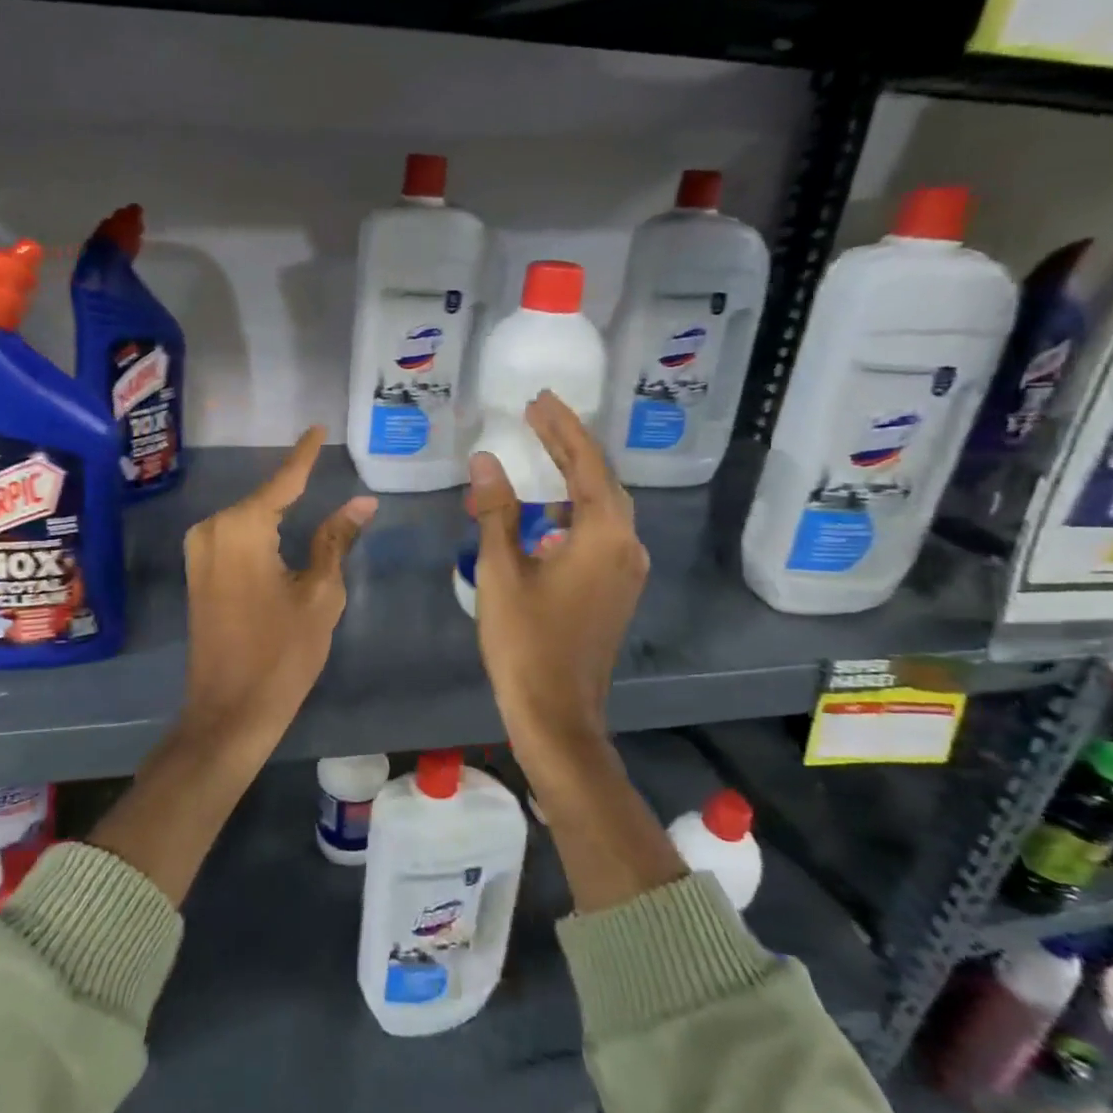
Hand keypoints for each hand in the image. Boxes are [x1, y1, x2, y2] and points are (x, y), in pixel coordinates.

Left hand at [181, 426, 376, 756]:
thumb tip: (362, 501)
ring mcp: (199, 552)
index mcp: (241, 528)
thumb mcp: (320, 593)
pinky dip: (261, 532)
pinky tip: (284, 532)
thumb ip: (336, 539)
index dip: (304, 454)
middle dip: (294, 487)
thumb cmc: (282, 653)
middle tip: (324, 465)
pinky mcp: (198, 572)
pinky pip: (235, 538)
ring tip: (312, 494)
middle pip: (264, 499)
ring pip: (248, 518)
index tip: (317, 428)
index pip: (283, 480)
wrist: (229, 711)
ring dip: (278, 511)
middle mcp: (212, 529)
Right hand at [469, 392, 647, 742]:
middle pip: (601, 480)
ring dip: (572, 478)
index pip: (585, 464)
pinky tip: (546, 513)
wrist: (556, 713)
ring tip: (540, 453)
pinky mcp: (616, 589)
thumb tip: (485, 460)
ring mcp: (626, 570)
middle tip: (537, 416)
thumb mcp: (501, 571)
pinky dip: (574, 510)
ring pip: (603, 507)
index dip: (562, 427)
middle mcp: (626, 545)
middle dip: (568, 445)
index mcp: (604, 535)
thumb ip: (496, 511)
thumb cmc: (525, 641)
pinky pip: (600, 532)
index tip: (538, 399)